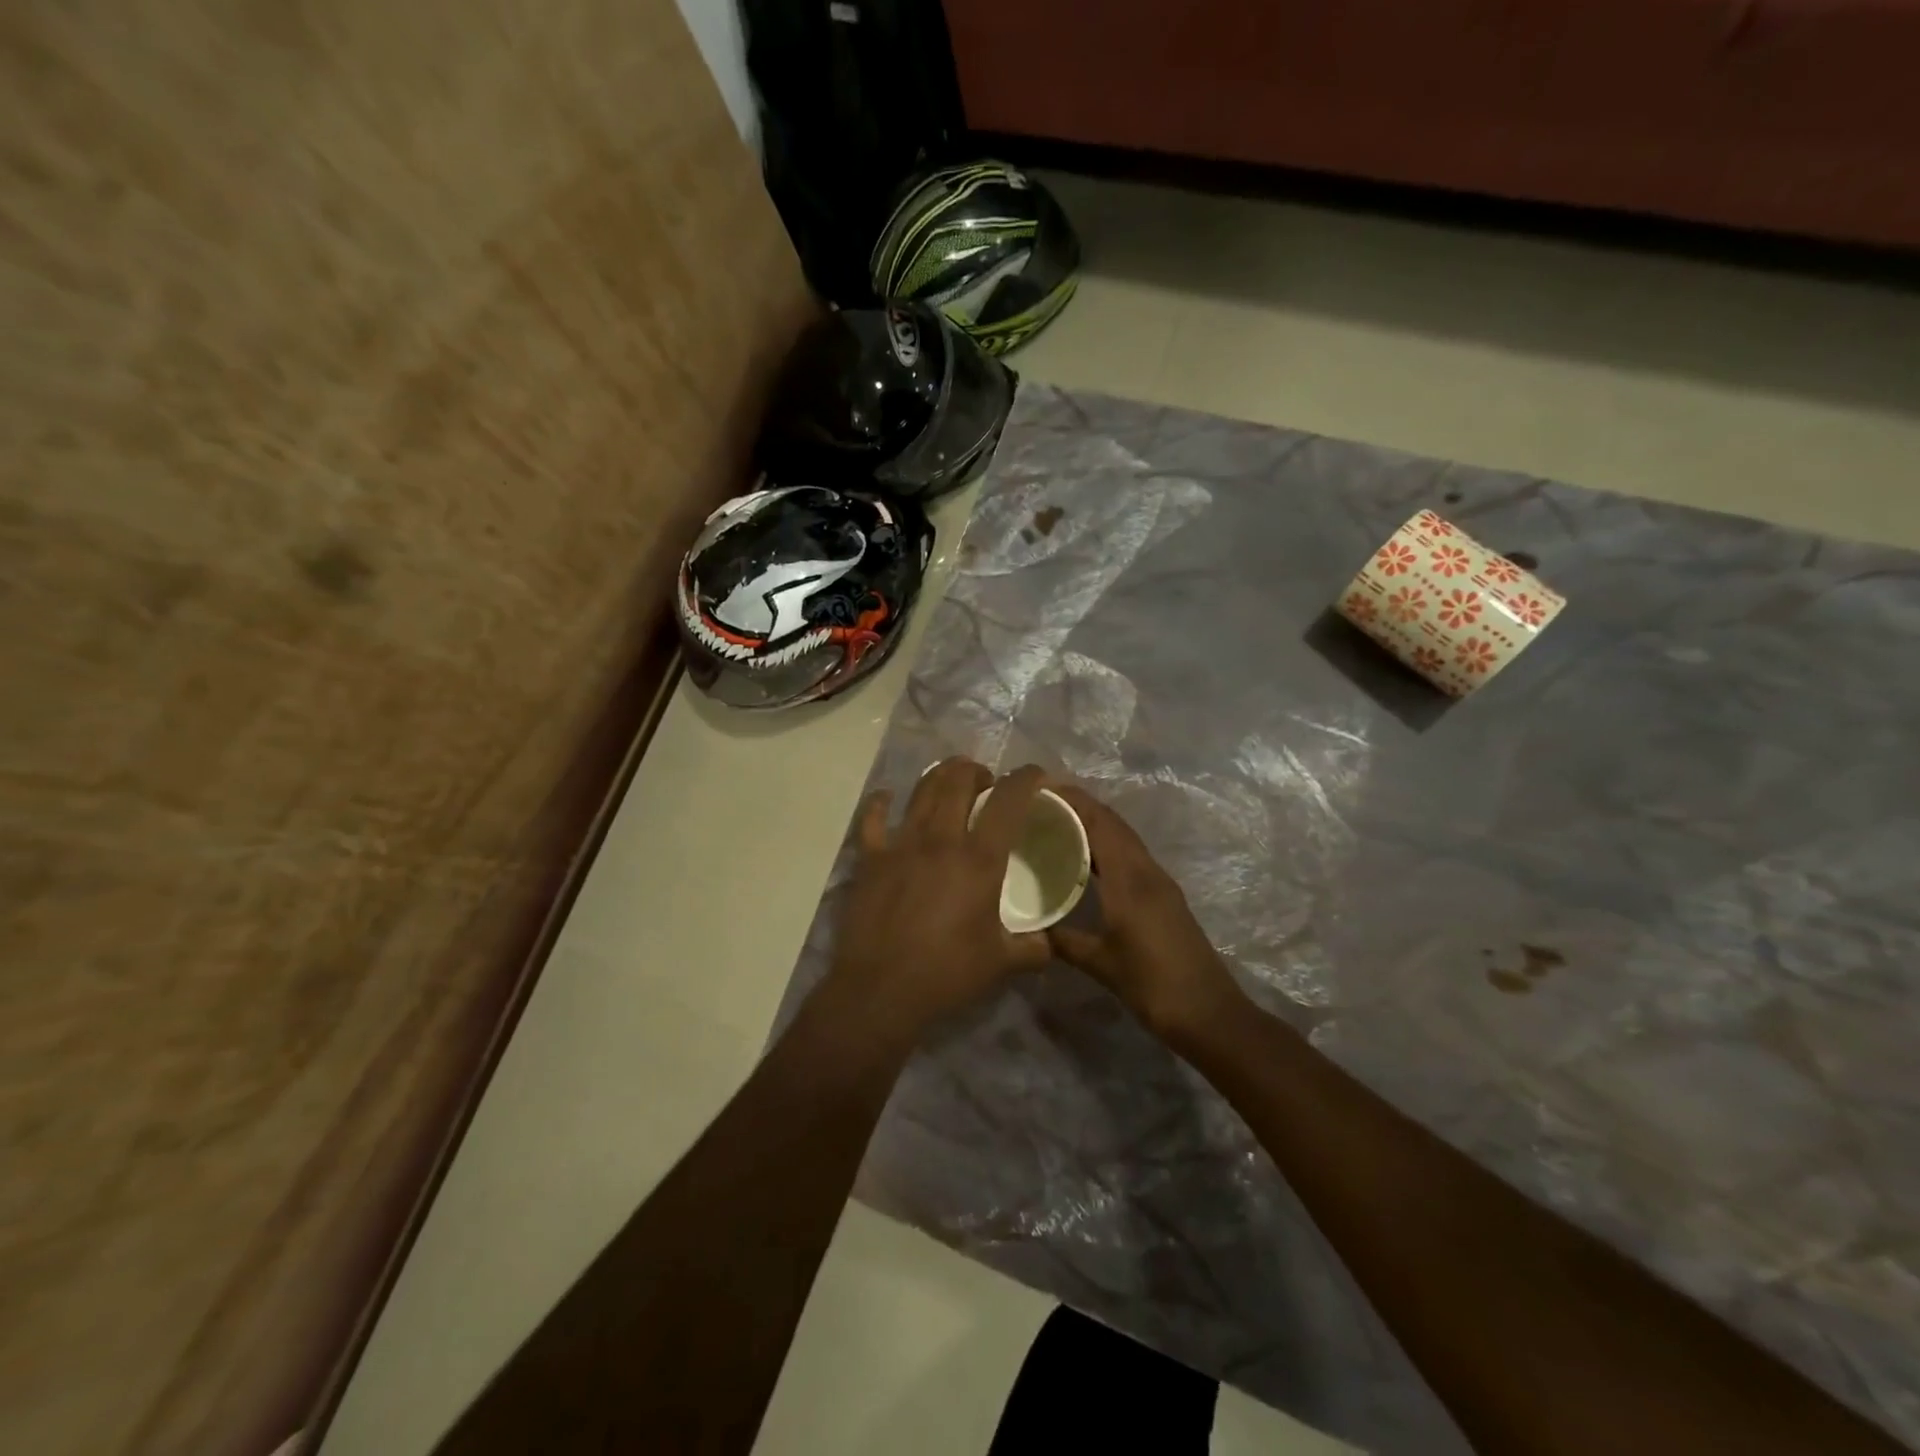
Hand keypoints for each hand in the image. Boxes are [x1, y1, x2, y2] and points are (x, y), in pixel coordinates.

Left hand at [822, 759, 1052, 1047]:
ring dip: (940, 777)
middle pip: (958, 780)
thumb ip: (1033, 948)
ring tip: (950, 782)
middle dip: (977, 770)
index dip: (1026, 778)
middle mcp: (940, 839)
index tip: (1036, 775)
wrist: (880, 991)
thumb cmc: (946, 974)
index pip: (1008, 800)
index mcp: (979, 859)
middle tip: (986, 784)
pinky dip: (881, 803)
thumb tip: (1050, 943)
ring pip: (921, 790)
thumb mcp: (1001, 963)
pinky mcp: (870, 859)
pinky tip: (887, 800)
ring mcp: (900, 844)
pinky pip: (873, 819)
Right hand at [1047, 786, 1247, 1047]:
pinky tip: (1086, 860)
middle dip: (1080, 806)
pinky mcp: (1164, 896)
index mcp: (1130, 879)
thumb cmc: (1153, 985)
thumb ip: (1064, 941)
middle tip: (1041, 804)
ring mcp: (1159, 882)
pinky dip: (1106, 845)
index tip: (1040, 789)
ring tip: (1057, 823)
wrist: (1209, 1013)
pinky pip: (1130, 856)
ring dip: (1095, 823)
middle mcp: (1146, 871)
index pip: (1100, 823)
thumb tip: (1031, 929)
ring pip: (1124, 838)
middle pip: (1113, 823)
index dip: (1073, 800)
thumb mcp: (1101, 964)